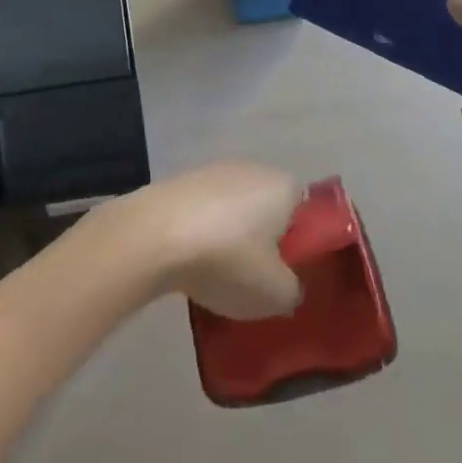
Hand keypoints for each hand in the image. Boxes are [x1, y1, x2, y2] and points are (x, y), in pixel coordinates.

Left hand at [98, 161, 304, 319]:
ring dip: (232, 238)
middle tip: (259, 278)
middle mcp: (252, 168)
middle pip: (268, 207)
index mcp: (283, 185)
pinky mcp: (181, 182)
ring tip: (221, 276)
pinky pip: (204, 212)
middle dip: (265, 239)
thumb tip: (287, 284)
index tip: (291, 271)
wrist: (154, 235)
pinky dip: (203, 234)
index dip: (303, 240)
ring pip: (235, 210)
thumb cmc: (228, 259)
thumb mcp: (276, 294)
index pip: (306, 207)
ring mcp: (212, 171)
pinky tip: (192, 264)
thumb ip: (293, 290)